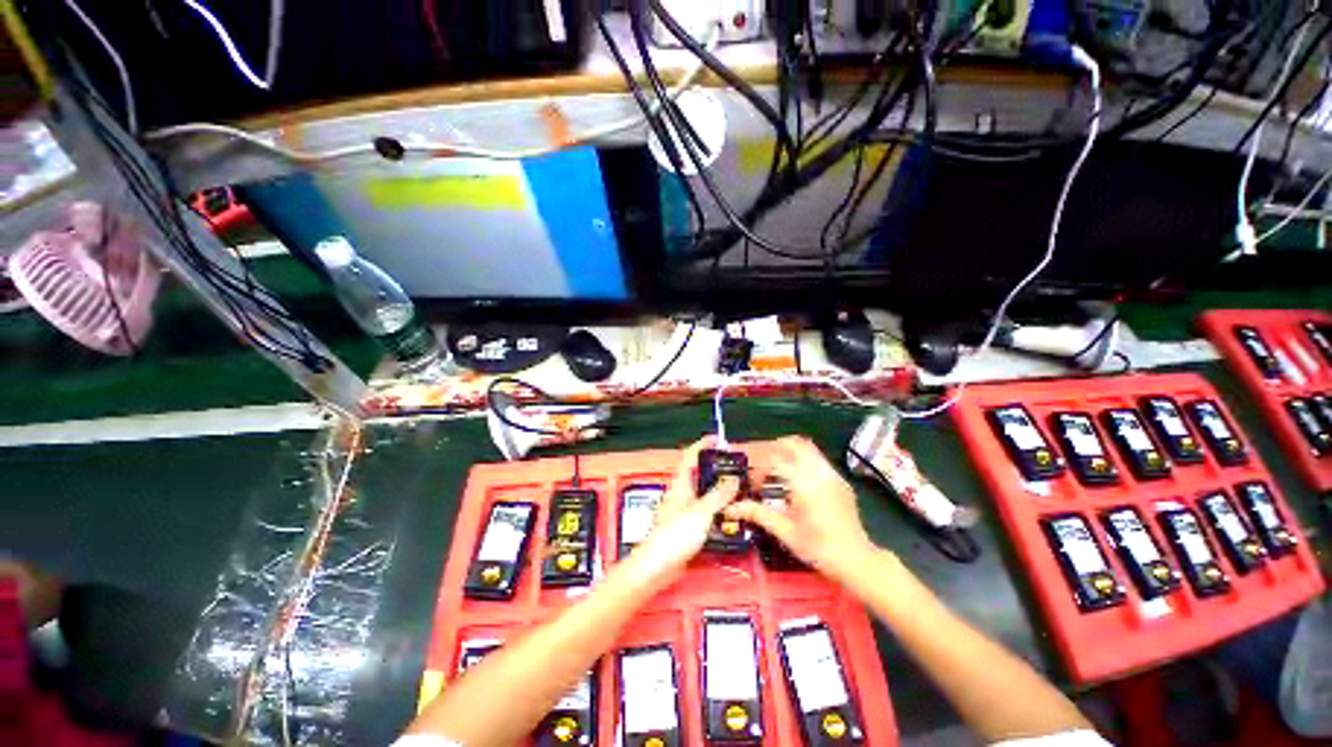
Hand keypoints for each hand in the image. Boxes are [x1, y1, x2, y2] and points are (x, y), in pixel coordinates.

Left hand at [625, 436, 739, 589]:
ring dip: (719, 489)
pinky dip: (718, 509)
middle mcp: (682, 494)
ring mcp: (685, 511)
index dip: (702, 445)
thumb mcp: (700, 512)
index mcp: (680, 484)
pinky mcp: (688, 527)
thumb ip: (718, 495)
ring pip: (704, 494)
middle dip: (716, 468)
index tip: (717, 438)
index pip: (690, 457)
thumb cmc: (675, 535)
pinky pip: (706, 512)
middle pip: (699, 474)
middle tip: (735, 467)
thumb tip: (733, 479)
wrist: (658, 567)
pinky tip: (731, 514)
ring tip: (739, 488)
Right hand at [723, 436, 883, 583]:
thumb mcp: (785, 532)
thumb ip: (758, 514)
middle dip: (774, 449)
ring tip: (777, 471)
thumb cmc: (819, 549)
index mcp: (805, 484)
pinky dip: (802, 460)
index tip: (754, 483)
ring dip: (788, 452)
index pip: (776, 459)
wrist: (857, 560)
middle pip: (793, 444)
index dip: (759, 466)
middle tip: (762, 465)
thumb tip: (731, 508)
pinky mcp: (840, 480)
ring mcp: (832, 474)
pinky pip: (817, 459)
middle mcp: (819, 473)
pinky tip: (797, 481)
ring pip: (807, 448)